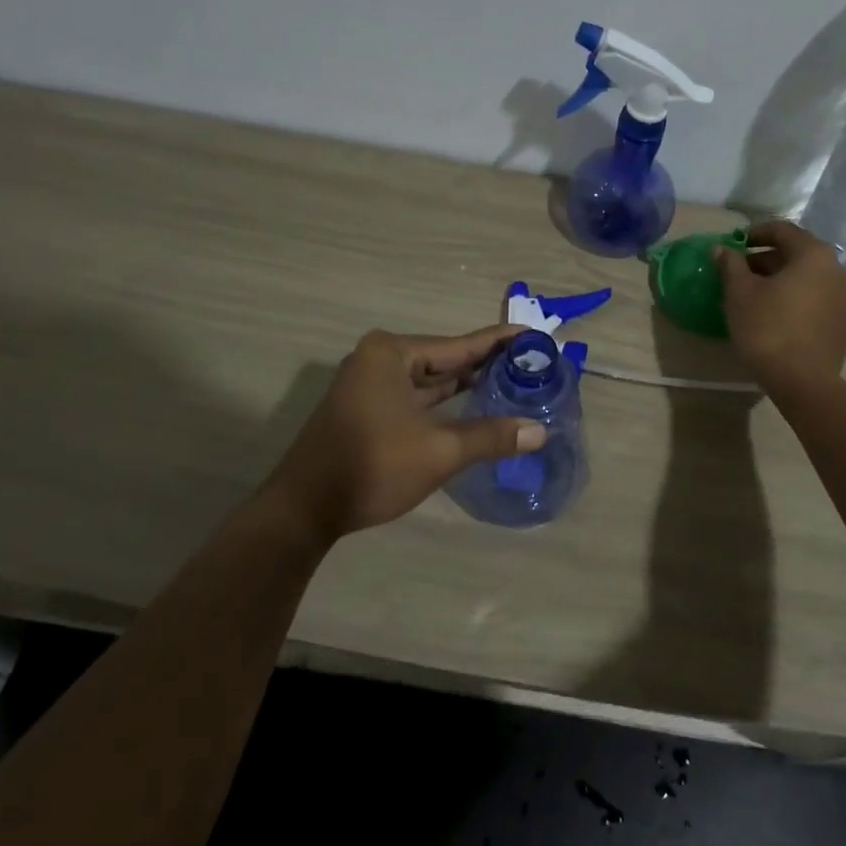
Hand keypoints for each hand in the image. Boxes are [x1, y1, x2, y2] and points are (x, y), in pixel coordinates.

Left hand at [261, 326, 545, 540]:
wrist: (305, 509)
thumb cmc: (373, 466)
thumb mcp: (439, 451)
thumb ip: (491, 436)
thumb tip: (540, 432)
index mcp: (392, 354)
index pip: (459, 344)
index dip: (500, 342)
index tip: (534, 335)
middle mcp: (379, 360)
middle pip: (445, 359)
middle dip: (486, 365)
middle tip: (532, 365)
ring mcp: (369, 385)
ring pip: (430, 381)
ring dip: (466, 385)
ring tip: (512, 383)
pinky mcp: (367, 409)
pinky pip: (415, 398)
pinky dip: (444, 403)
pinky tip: (473, 408)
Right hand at [714, 221, 845, 391]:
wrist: (803, 381)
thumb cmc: (768, 329)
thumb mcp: (740, 293)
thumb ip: (731, 265)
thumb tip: (722, 249)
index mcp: (814, 254)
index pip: (782, 230)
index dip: (754, 233)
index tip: (733, 244)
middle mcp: (837, 269)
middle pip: (797, 253)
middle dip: (766, 259)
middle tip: (739, 272)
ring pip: (808, 278)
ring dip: (781, 280)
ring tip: (755, 295)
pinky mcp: (845, 323)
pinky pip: (816, 299)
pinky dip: (796, 299)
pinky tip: (776, 315)